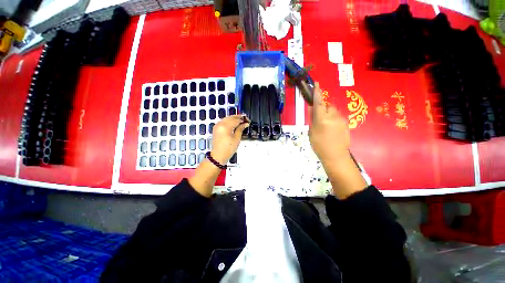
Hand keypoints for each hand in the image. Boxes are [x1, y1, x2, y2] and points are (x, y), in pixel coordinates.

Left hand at [211, 115, 249, 163]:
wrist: (218, 155)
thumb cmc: (228, 149)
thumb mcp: (237, 138)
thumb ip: (240, 129)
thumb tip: (245, 124)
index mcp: (225, 127)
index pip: (236, 120)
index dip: (243, 119)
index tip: (248, 120)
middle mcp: (220, 124)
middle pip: (231, 117)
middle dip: (238, 117)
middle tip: (245, 119)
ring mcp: (217, 126)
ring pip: (227, 118)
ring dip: (234, 118)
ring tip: (241, 121)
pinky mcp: (216, 128)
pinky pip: (223, 121)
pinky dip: (229, 121)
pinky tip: (234, 123)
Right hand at [308, 83, 349, 165]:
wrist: (335, 155)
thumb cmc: (319, 145)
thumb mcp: (312, 132)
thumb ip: (312, 118)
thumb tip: (312, 107)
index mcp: (322, 119)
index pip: (319, 102)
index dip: (317, 92)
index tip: (317, 83)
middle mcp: (333, 116)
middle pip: (328, 106)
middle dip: (323, 109)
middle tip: (319, 119)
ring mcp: (341, 119)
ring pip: (333, 111)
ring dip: (328, 115)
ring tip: (325, 127)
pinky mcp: (346, 123)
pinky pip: (338, 117)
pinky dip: (333, 120)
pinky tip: (331, 130)